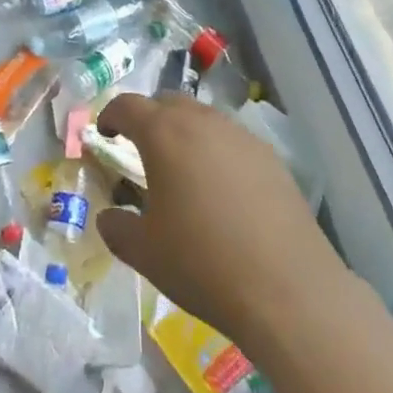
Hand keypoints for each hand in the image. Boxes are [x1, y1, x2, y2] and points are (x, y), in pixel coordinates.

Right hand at [95, 93, 345, 357]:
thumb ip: (117, 228)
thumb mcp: (145, 253)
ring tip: (182, 171)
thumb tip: (108, 216)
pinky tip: (222, 190)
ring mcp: (239, 135)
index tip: (104, 134)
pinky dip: (216, 151)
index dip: (110, 115)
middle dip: (149, 119)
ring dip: (184, 133)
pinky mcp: (270, 157)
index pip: (127, 105)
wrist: (288, 289)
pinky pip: (231, 140)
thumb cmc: (203, 264)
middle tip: (141, 150)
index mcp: (163, 134)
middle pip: (167, 103)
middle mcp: (201, 122)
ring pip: (202, 118)